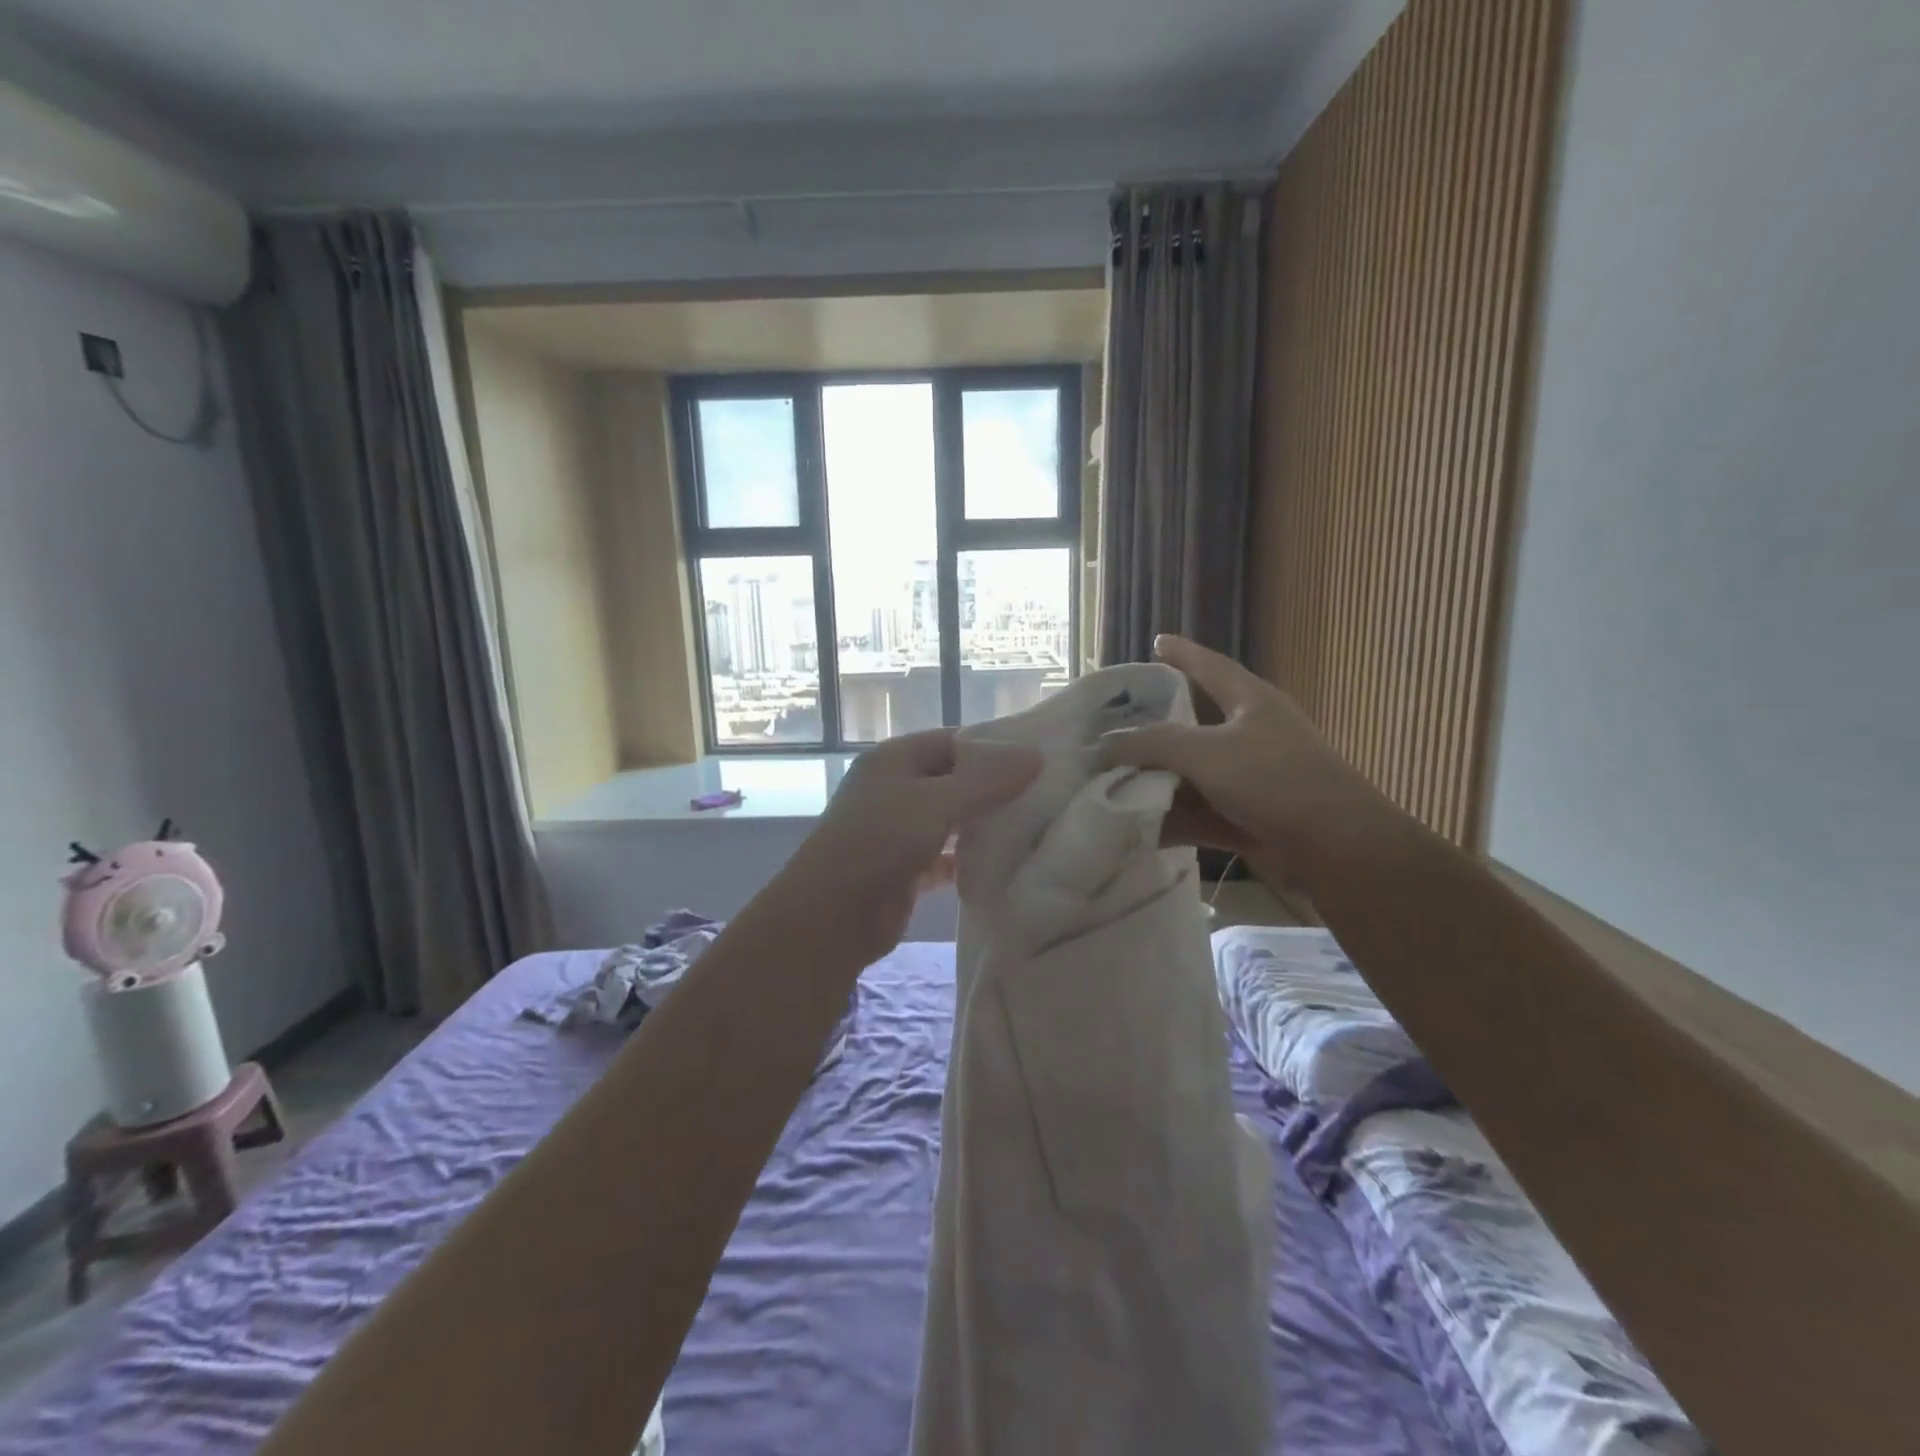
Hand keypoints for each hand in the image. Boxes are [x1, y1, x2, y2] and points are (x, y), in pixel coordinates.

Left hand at [776, 729, 1040, 964]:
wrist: (831, 917)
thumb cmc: (880, 843)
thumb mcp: (936, 802)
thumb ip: (986, 779)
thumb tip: (1035, 754)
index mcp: (895, 759)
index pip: (953, 741)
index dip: (993, 748)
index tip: (1038, 762)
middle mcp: (895, 789)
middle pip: (953, 780)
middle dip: (993, 789)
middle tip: (1043, 797)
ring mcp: (898, 830)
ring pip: (950, 819)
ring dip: (982, 825)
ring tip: (1031, 829)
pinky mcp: (905, 868)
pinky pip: (944, 856)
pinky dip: (967, 860)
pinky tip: (1000, 865)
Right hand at [1103, 635, 1399, 883]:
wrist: (1339, 849)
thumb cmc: (1275, 781)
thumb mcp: (1207, 753)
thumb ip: (1153, 745)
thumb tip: (1105, 743)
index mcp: (1249, 702)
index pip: (1209, 666)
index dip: (1182, 653)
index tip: (1156, 642)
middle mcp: (1248, 735)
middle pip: (1190, 726)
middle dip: (1150, 730)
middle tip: (1108, 727)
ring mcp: (1247, 780)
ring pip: (1189, 775)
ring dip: (1153, 783)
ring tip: (1105, 784)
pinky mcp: (1245, 818)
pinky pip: (1197, 814)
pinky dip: (1170, 821)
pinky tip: (1134, 829)